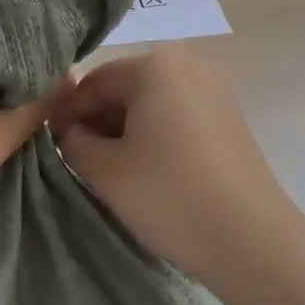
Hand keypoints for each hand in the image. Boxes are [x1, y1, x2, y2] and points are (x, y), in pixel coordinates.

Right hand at [50, 45, 293, 283]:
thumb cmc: (170, 196)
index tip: (53, 147)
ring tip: (115, 172)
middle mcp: (188, 63)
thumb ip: (72, 141)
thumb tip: (70, 131)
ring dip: (125, 131)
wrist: (252, 241)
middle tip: (82, 163)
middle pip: (124, 88)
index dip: (67, 115)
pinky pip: (177, 115)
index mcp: (155, 65)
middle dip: (98, 122)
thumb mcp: (104, 170)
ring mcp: (214, 89)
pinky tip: (150, 172)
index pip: (93, 82)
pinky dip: (155, 136)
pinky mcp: (229, 116)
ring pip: (151, 103)